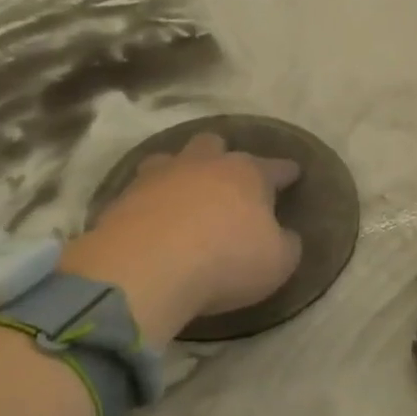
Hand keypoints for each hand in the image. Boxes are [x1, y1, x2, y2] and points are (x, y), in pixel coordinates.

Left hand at [60, 132, 301, 346]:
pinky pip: (141, 192)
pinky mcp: (122, 199)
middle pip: (214, 145)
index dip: (287, 171)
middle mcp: (203, 164)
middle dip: (223, 157)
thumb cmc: (226, 261)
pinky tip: (154, 218)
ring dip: (181, 173)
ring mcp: (158, 177)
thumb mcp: (278, 262)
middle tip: (228, 178)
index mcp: (247, 174)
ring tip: (185, 192)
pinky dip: (151, 202)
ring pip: (171, 160)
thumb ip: (286, 244)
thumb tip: (285, 235)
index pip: (275, 167)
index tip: (294, 172)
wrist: (145, 270)